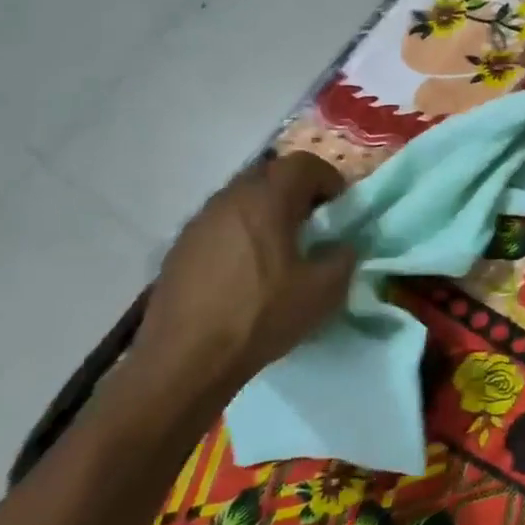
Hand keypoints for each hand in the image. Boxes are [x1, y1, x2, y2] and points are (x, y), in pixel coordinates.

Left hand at [130, 152, 356, 397]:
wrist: (185, 360)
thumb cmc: (261, 316)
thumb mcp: (324, 291)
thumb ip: (344, 258)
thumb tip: (343, 246)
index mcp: (267, 199)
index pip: (303, 163)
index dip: (328, 179)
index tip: (339, 208)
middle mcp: (230, 198)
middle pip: (270, 175)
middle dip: (296, 192)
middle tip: (312, 225)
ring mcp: (199, 222)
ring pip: (242, 198)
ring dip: (265, 212)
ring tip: (279, 249)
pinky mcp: (180, 248)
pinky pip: (220, 224)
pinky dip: (240, 233)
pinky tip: (246, 271)